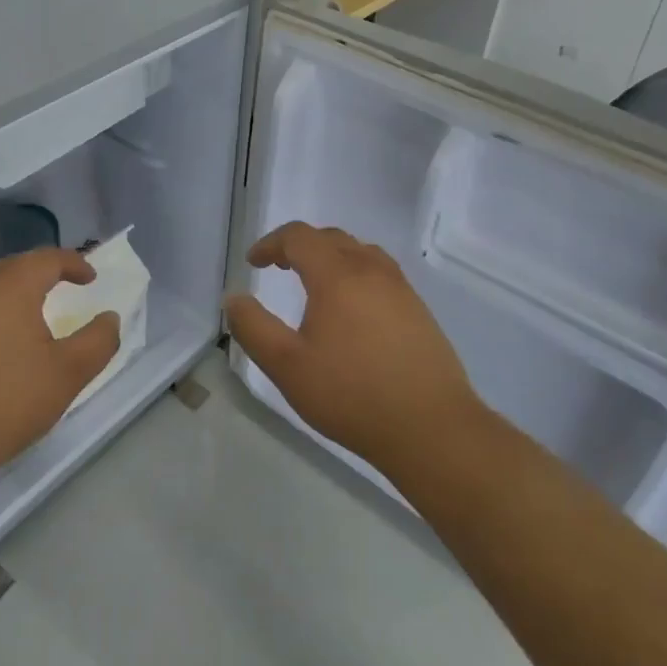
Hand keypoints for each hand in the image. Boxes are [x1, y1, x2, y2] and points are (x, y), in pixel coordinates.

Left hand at [0, 248, 120, 496]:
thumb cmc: (7, 401)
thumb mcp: (68, 374)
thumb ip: (98, 341)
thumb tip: (110, 318)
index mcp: (10, 285)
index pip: (48, 258)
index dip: (74, 263)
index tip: (90, 278)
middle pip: (14, 267)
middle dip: (41, 275)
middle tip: (61, 290)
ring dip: (11, 296)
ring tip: (27, 318)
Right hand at [225, 223, 476, 478]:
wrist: (432, 428)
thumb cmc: (352, 395)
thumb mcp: (287, 367)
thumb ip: (254, 328)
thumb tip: (234, 298)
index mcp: (337, 275)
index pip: (299, 237)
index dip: (271, 243)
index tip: (254, 263)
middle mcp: (371, 270)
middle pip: (331, 238)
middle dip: (300, 246)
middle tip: (279, 267)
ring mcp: (400, 288)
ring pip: (360, 252)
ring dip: (331, 256)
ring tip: (315, 281)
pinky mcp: (419, 310)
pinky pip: (380, 272)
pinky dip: (356, 272)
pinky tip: (353, 308)